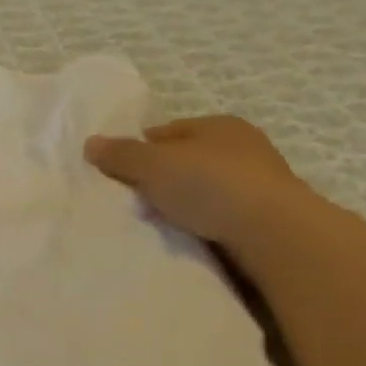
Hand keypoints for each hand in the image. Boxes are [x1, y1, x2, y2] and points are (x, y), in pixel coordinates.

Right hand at [85, 115, 312, 247]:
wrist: (275, 234)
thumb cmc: (210, 185)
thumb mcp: (154, 165)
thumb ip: (121, 154)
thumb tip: (90, 143)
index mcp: (218, 124)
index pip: (167, 132)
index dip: (140, 150)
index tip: (119, 175)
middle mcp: (244, 147)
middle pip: (188, 161)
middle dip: (163, 179)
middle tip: (136, 203)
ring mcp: (261, 184)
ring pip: (207, 190)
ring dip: (186, 205)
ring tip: (160, 226)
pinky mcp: (270, 219)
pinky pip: (224, 217)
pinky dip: (207, 225)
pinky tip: (191, 240)